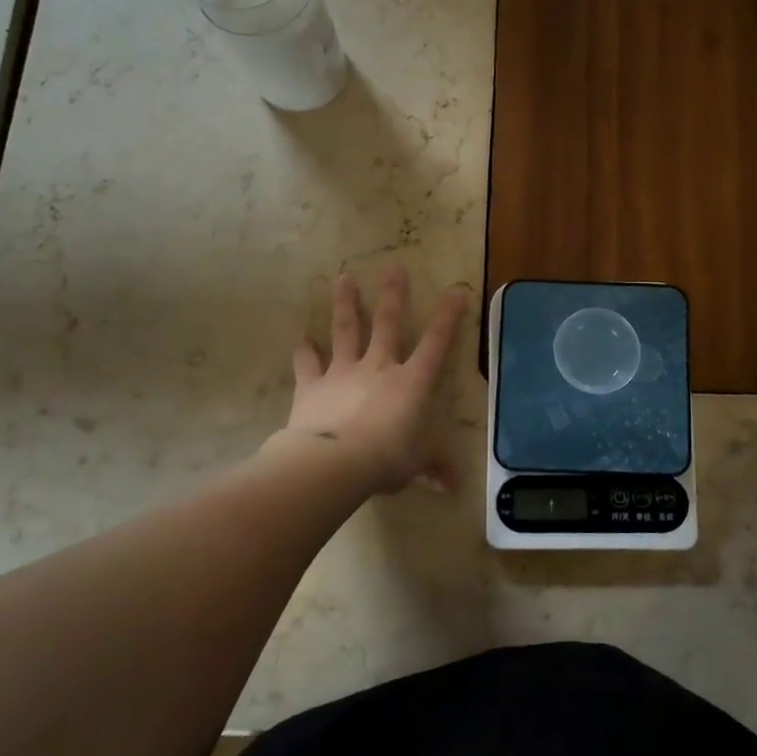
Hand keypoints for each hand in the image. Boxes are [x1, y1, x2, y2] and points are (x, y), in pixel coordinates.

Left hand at [274, 267, 465, 496]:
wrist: (333, 462)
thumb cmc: (386, 459)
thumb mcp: (417, 466)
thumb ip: (434, 469)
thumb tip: (454, 488)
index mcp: (412, 382)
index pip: (437, 343)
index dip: (448, 317)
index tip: (456, 290)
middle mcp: (379, 367)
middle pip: (388, 323)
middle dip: (393, 294)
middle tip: (393, 267)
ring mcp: (343, 372)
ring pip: (346, 330)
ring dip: (346, 304)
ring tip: (343, 278)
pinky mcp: (313, 385)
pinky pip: (307, 364)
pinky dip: (304, 352)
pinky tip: (300, 339)